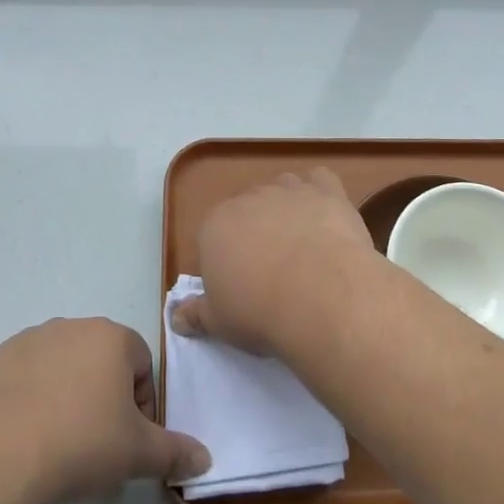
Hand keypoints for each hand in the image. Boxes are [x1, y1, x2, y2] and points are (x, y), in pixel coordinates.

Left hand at [0, 318, 209, 503]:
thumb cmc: (78, 444)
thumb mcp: (136, 454)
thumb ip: (174, 453)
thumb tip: (205, 460)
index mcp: (110, 338)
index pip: (141, 364)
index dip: (141, 405)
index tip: (128, 442)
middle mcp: (70, 327)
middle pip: (100, 363)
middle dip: (103, 400)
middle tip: (95, 447)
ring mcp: (26, 342)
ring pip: (60, 370)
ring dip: (65, 399)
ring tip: (56, 447)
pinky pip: (21, 382)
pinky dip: (27, 404)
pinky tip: (22, 442)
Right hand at [172, 169, 372, 353]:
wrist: (322, 297)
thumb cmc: (261, 312)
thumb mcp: (219, 323)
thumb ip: (196, 314)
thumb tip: (176, 316)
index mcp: (215, 225)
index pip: (213, 235)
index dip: (227, 259)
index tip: (241, 286)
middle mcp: (249, 198)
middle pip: (248, 210)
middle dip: (257, 232)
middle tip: (273, 270)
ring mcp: (289, 190)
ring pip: (282, 188)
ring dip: (287, 207)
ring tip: (303, 243)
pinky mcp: (327, 191)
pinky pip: (319, 179)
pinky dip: (321, 193)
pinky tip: (327, 216)